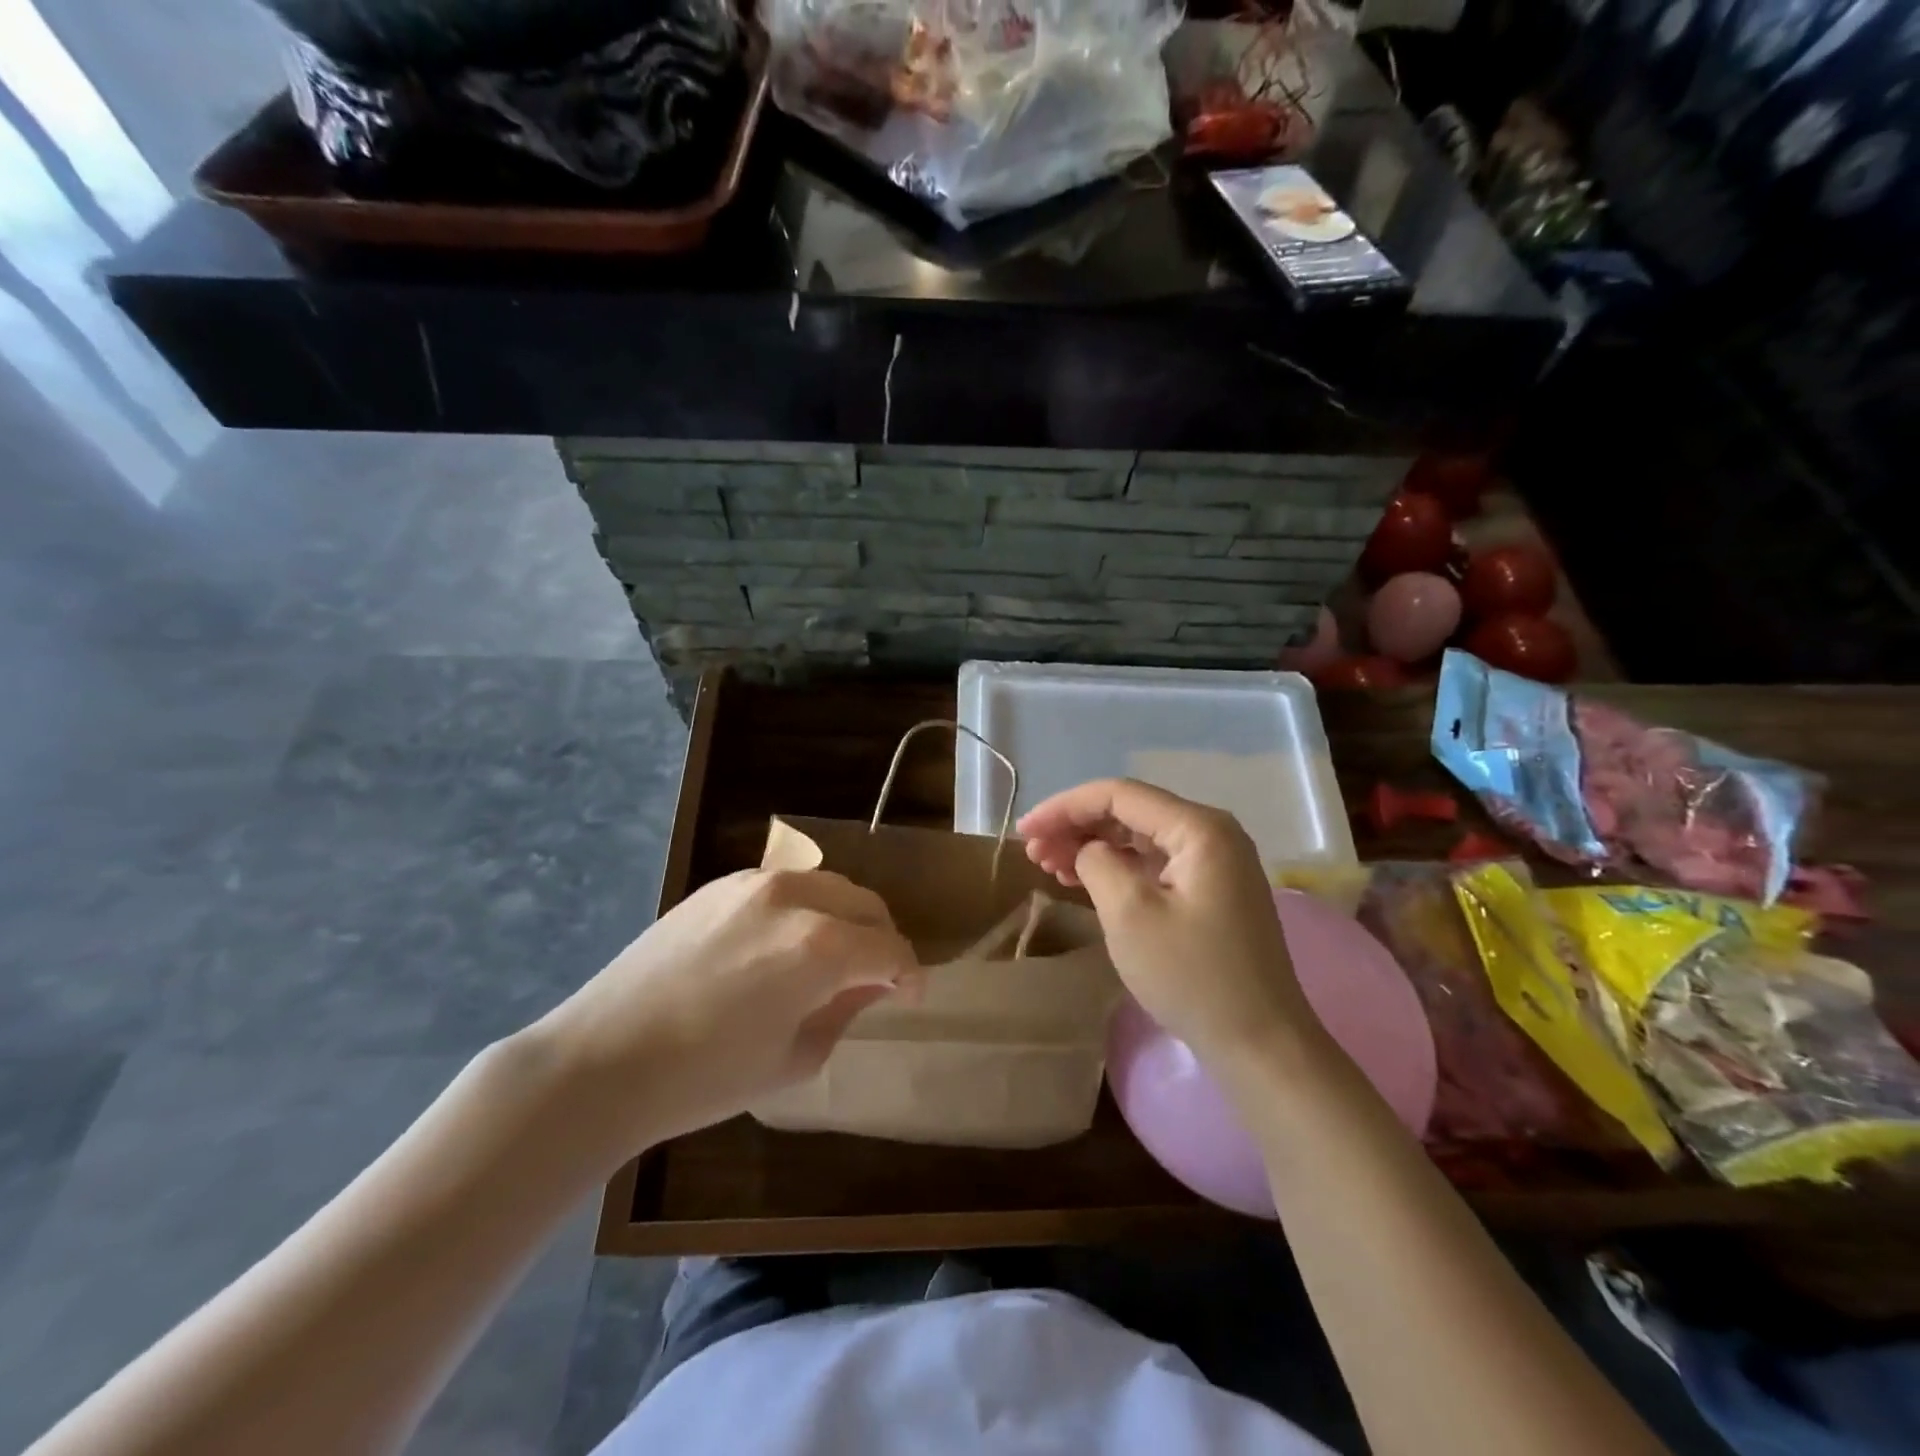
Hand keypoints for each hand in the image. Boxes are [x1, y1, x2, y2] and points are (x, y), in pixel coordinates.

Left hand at [534, 868, 918, 1148]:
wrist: (604, 1059)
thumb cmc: (706, 1078)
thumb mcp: (795, 1058)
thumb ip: (846, 1011)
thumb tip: (871, 985)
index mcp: (821, 946)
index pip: (891, 949)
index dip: (911, 975)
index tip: (911, 997)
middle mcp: (795, 897)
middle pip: (866, 905)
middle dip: (882, 939)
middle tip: (877, 977)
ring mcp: (754, 882)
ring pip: (828, 886)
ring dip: (846, 918)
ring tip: (834, 956)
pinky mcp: (721, 883)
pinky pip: (785, 886)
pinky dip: (805, 908)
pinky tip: (785, 943)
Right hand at [1019, 779, 1317, 1067]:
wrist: (1259, 1044)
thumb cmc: (1191, 976)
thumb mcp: (1129, 914)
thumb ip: (1097, 863)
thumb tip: (1089, 851)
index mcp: (1199, 828)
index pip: (1119, 795)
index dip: (1064, 807)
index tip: (1024, 830)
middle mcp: (1212, 832)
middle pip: (1129, 812)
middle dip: (1076, 826)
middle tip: (1033, 852)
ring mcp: (1216, 862)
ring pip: (1139, 838)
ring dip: (1092, 846)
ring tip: (1049, 866)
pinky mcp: (1212, 890)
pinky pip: (1154, 863)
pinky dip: (1117, 868)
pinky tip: (1084, 880)